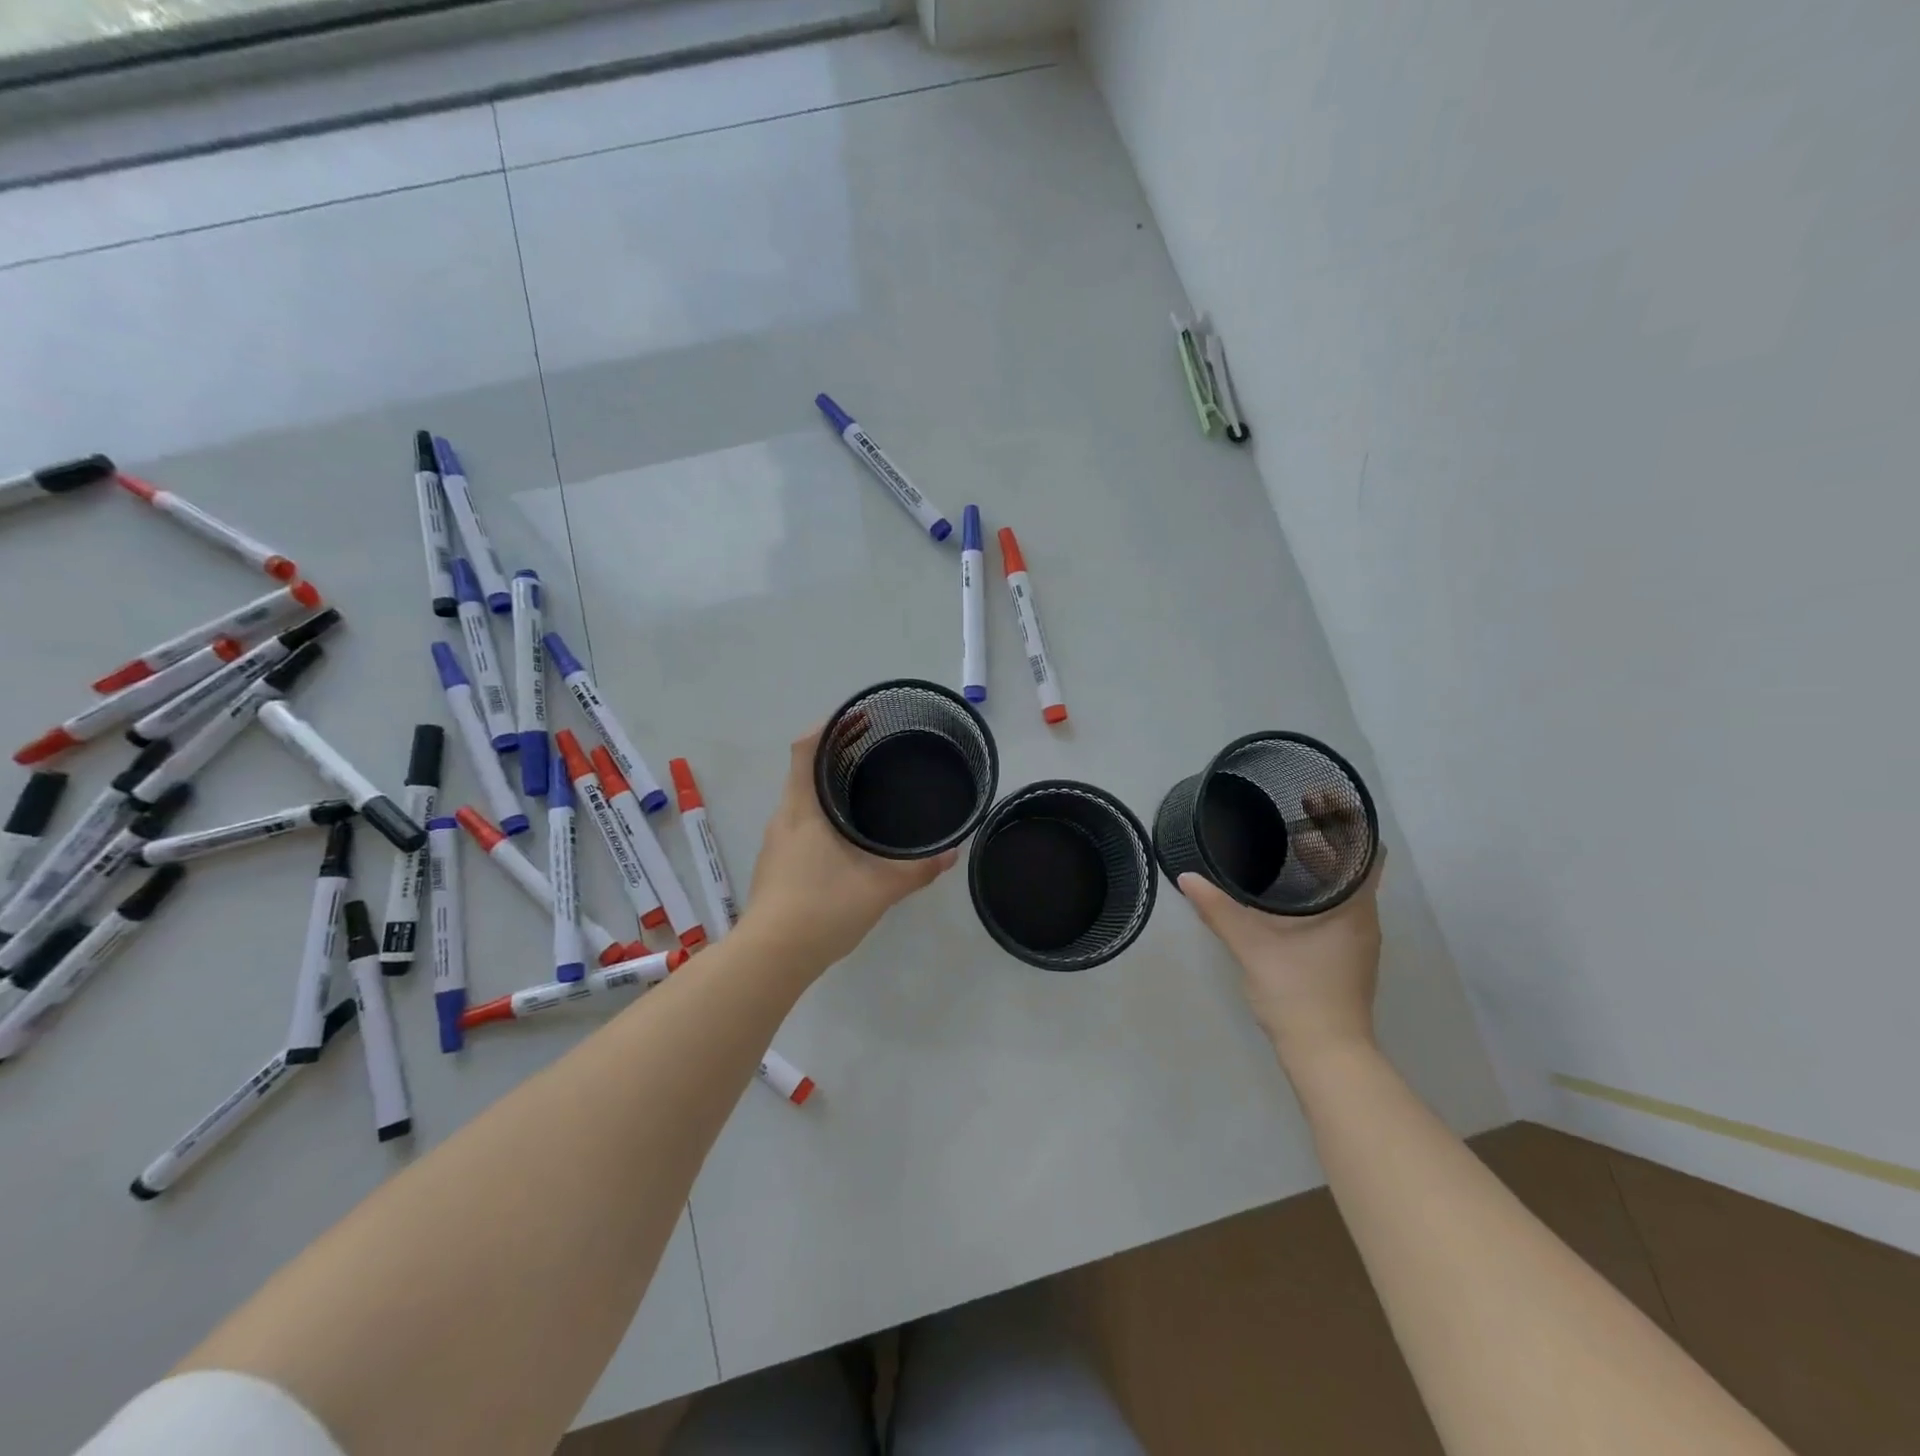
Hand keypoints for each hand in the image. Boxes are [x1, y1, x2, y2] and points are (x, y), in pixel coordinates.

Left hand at [739, 726, 957, 972]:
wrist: (770, 959)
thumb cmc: (821, 909)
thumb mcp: (879, 888)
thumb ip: (917, 869)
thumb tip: (952, 853)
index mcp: (803, 810)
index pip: (805, 749)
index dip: (828, 727)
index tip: (857, 718)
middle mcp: (784, 818)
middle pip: (804, 771)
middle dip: (835, 754)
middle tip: (874, 749)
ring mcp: (776, 843)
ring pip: (801, 800)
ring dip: (827, 786)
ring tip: (864, 787)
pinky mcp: (776, 865)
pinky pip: (800, 824)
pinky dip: (822, 814)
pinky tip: (846, 835)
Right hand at [1179, 797, 1383, 1067]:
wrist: (1326, 1054)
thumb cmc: (1297, 991)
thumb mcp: (1252, 946)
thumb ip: (1218, 909)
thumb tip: (1187, 876)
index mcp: (1353, 908)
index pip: (1366, 851)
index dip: (1347, 823)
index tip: (1319, 802)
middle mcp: (1364, 919)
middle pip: (1356, 867)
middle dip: (1328, 841)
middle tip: (1290, 817)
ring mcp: (1358, 941)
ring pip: (1347, 891)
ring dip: (1323, 868)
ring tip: (1285, 848)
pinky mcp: (1347, 958)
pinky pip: (1339, 910)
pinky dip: (1319, 893)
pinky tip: (1287, 897)